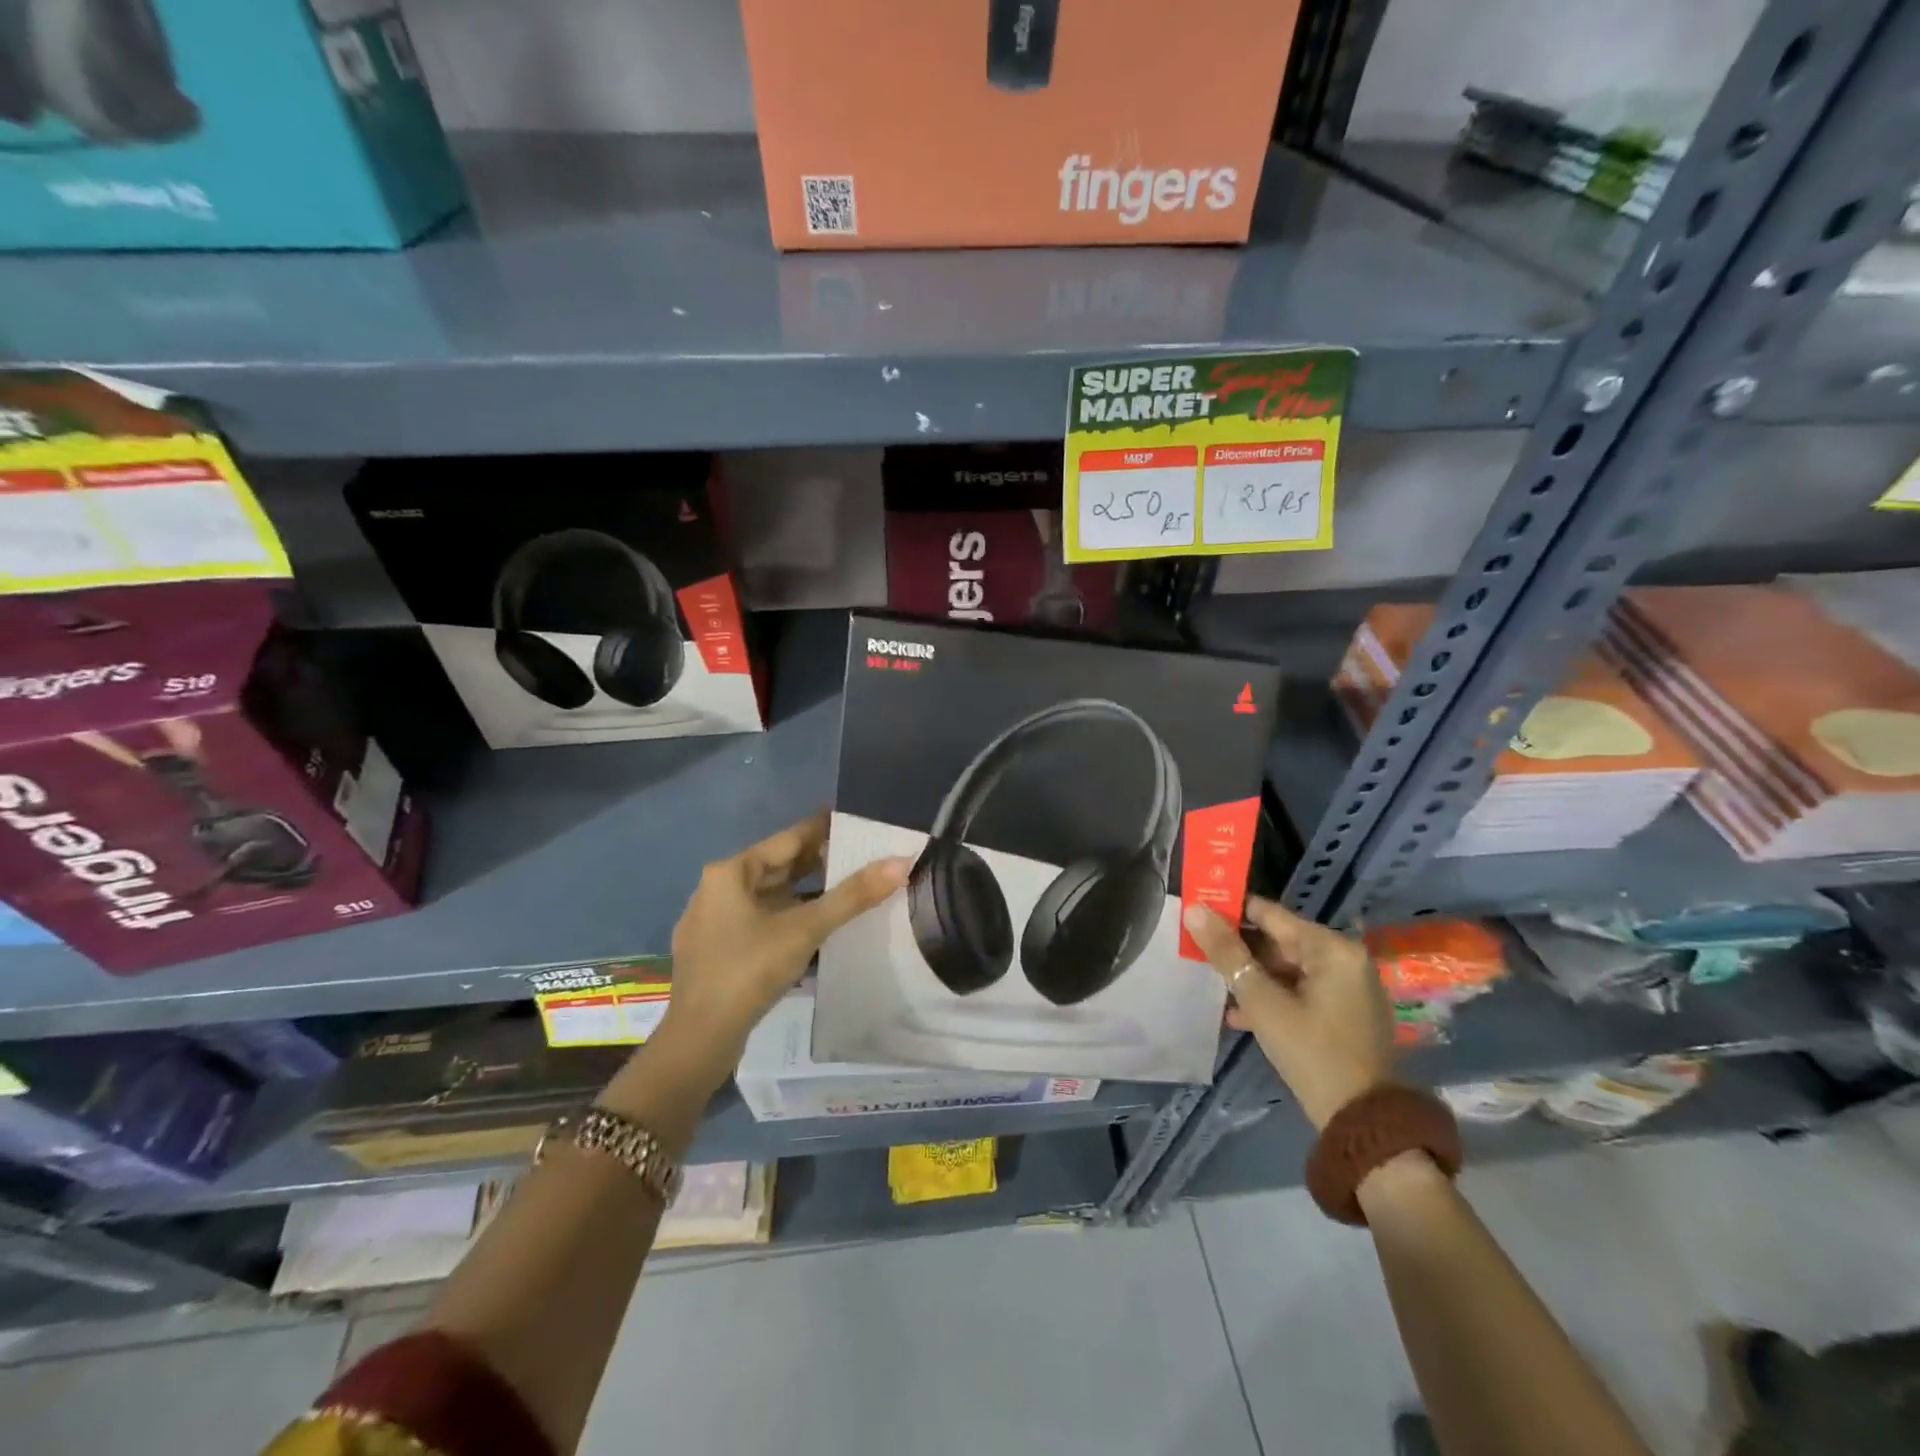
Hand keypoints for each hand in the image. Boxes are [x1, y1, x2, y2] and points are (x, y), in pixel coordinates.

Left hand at [651, 813, 910, 1088]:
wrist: (698, 1039)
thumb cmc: (749, 970)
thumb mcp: (805, 929)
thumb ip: (853, 895)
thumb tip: (901, 862)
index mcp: (731, 872)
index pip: (788, 839)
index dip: (824, 830)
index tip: (856, 824)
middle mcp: (717, 888)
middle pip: (777, 867)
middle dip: (818, 863)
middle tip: (860, 858)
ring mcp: (712, 921)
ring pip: (768, 897)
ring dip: (804, 894)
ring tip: (844, 892)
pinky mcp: (715, 951)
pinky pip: (759, 921)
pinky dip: (787, 918)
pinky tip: (812, 930)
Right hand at [1182, 896, 1394, 1129]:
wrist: (1362, 1123)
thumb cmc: (1311, 1053)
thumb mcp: (1262, 1002)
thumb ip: (1227, 953)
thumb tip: (1194, 910)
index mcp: (1332, 948)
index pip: (1270, 914)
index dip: (1230, 912)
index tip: (1196, 914)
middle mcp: (1345, 959)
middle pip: (1279, 941)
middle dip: (1239, 949)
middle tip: (1198, 952)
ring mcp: (1348, 987)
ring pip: (1287, 968)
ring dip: (1251, 977)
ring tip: (1213, 984)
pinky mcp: (1345, 1013)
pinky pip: (1300, 990)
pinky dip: (1272, 996)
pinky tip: (1239, 1013)